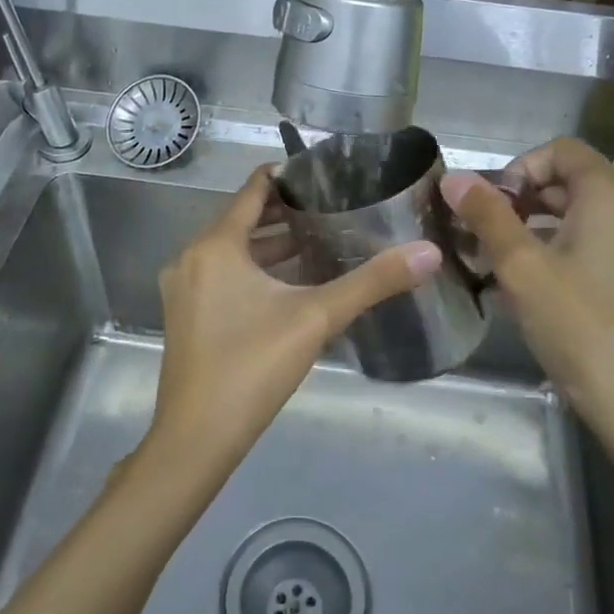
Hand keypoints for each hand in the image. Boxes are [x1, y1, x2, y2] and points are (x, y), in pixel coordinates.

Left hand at [149, 166, 440, 465]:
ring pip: (234, 251)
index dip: (289, 176)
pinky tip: (294, 283)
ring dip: (273, 245)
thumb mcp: (316, 318)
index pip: (253, 189)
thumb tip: (429, 252)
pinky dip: (256, 271)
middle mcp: (192, 258)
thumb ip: (372, 282)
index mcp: (214, 245)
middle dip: (288, 212)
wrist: (196, 440)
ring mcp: (185, 289)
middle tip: (337, 206)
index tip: (328, 173)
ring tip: (324, 239)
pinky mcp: (187, 316)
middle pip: (243, 219)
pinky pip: (225, 276)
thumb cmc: (251, 367)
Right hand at [441, 138, 613, 449]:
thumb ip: (487, 216)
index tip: (490, 208)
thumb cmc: (582, 329)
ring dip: (545, 231)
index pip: (560, 150)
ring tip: (507, 270)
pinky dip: (573, 254)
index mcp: (612, 195)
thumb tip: (453, 177)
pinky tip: (545, 294)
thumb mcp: (522, 269)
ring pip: (591, 219)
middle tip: (487, 240)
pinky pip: (610, 247)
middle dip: (525, 203)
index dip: (518, 168)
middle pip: (575, 183)